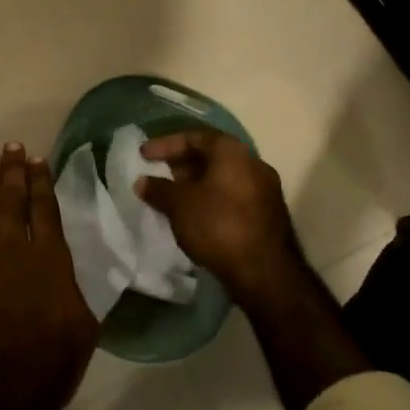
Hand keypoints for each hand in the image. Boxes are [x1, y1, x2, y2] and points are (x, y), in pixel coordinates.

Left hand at [0, 143, 99, 409]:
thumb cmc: (45, 366)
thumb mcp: (82, 330)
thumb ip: (79, 293)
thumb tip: (75, 273)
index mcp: (49, 260)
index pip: (45, 209)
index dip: (41, 181)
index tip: (37, 159)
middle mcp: (12, 249)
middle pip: (11, 200)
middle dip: (12, 171)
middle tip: (11, 147)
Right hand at [133, 129, 310, 303]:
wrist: (265, 272)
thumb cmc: (218, 225)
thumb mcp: (178, 205)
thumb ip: (158, 189)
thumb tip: (142, 182)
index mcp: (232, 152)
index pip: (194, 137)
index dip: (165, 144)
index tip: (143, 155)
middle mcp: (253, 164)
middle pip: (211, 155)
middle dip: (181, 164)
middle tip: (158, 174)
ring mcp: (264, 190)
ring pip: (223, 177)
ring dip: (196, 183)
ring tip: (172, 196)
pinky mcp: (267, 214)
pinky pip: (232, 195)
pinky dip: (210, 198)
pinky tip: (194, 215)